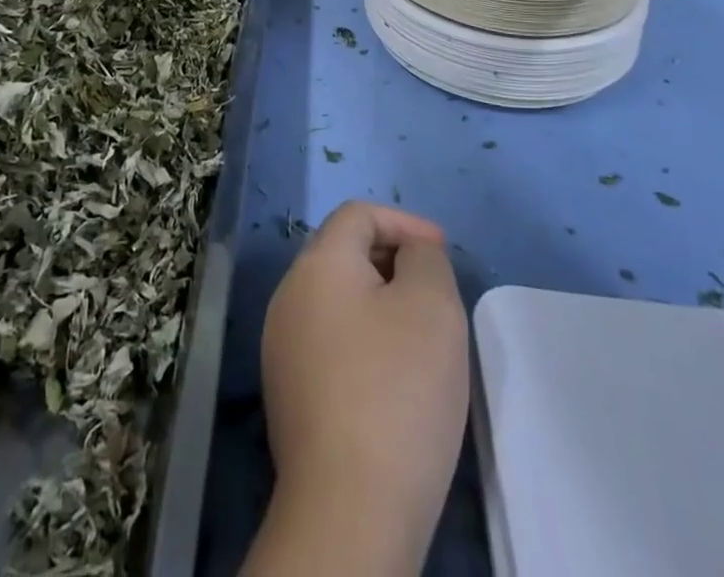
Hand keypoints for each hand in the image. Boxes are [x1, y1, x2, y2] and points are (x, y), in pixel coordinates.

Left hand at [247, 201, 469, 575]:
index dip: (404, 222)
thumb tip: (410, 252)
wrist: (348, 508)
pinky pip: (328, 340)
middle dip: (391, 259)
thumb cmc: (397, 391)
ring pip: (335, 298)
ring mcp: (280, 344)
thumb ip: (425, 259)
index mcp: (317, 263)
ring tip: (419, 335)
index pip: (358, 214)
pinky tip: (391, 378)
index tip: (442, 252)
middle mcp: (288, 293)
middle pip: (342, 252)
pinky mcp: (286, 391)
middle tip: (435, 290)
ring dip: (377, 301)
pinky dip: (361, 339)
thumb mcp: (432, 306)